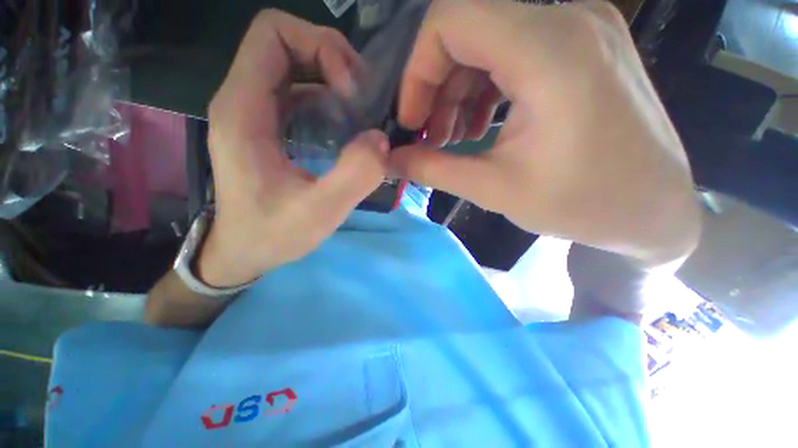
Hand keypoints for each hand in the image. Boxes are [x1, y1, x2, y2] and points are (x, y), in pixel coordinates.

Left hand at [200, 10, 389, 286]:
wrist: (244, 251)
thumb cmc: (273, 234)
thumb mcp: (319, 212)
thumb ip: (353, 176)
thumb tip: (380, 138)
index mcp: (244, 110)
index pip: (273, 34)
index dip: (320, 47)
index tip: (351, 91)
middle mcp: (243, 100)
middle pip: (286, 44)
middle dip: (333, 60)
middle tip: (364, 101)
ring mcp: (254, 113)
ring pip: (294, 67)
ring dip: (333, 79)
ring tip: (361, 113)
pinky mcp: (267, 127)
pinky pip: (298, 93)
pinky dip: (328, 99)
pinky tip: (346, 126)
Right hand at [392, 0, 699, 266]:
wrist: (653, 211)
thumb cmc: (582, 205)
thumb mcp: (495, 189)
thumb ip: (434, 169)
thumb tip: (391, 160)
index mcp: (550, 51)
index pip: (451, 19)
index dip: (417, 70)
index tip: (412, 120)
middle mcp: (568, 19)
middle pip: (467, 28)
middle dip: (434, 85)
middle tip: (429, 135)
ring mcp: (581, 27)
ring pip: (488, 41)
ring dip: (458, 90)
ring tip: (452, 137)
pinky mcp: (584, 46)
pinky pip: (514, 51)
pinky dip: (484, 87)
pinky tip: (481, 126)